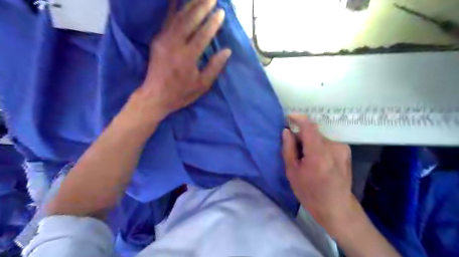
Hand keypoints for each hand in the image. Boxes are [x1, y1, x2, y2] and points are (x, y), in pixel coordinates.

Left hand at [127, 0, 231, 124]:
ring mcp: (163, 39)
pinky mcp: (157, 39)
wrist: (155, 96)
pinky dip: (174, 8)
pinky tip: (179, 1)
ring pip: (178, 16)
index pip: (203, 34)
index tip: (221, 12)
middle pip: (190, 20)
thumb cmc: (181, 93)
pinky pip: (167, 20)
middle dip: (202, 6)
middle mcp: (174, 44)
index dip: (213, 22)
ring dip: (190, 4)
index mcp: (187, 57)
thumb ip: (215, 67)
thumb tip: (227, 51)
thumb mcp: (202, 85)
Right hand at [282, 114, 356, 236]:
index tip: (288, 117)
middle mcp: (333, 147)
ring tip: (305, 157)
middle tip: (293, 147)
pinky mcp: (345, 151)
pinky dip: (318, 146)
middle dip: (301, 135)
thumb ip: (288, 149)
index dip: (298, 119)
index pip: (309, 127)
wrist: (337, 207)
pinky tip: (316, 160)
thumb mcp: (292, 172)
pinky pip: (327, 142)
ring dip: (309, 142)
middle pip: (313, 132)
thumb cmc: (310, 193)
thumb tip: (286, 131)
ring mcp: (342, 149)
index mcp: (318, 153)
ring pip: (320, 137)